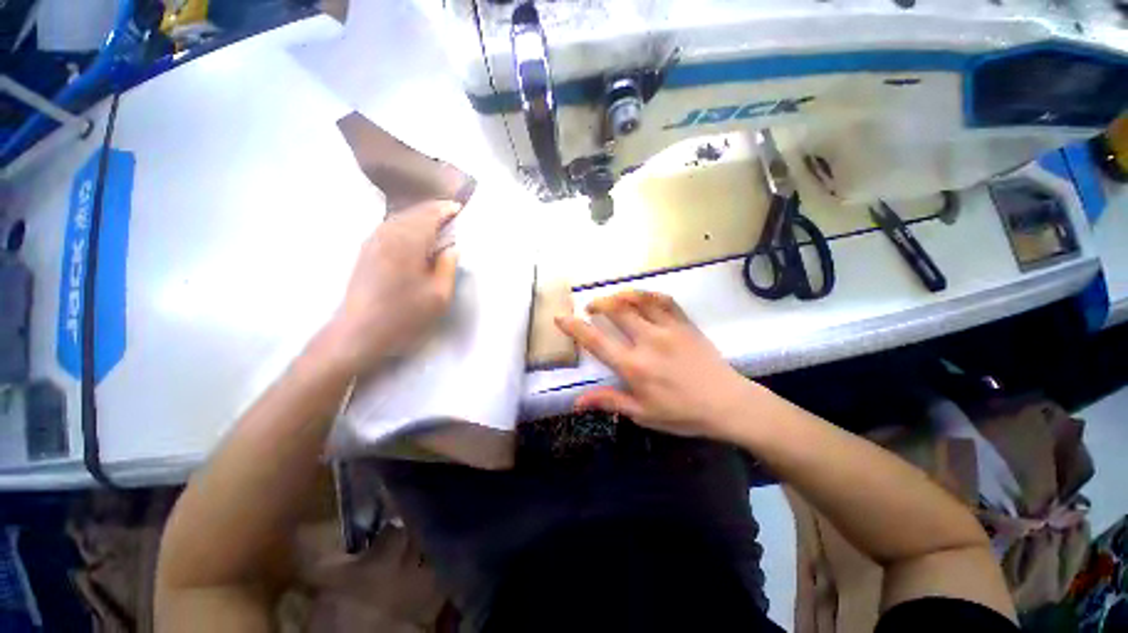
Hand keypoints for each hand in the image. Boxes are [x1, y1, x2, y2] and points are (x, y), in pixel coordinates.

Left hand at [319, 201, 460, 375]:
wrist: (358, 332)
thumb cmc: (403, 315)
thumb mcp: (438, 295)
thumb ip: (448, 266)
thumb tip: (452, 248)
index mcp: (407, 242)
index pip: (429, 214)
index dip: (446, 210)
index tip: (460, 209)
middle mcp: (387, 234)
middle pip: (414, 212)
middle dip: (433, 210)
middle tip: (451, 214)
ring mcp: (373, 241)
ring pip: (401, 218)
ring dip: (420, 217)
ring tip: (437, 223)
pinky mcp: (366, 251)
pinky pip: (391, 227)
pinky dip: (407, 225)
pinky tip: (415, 236)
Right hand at [555, 290, 762, 440]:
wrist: (728, 404)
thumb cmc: (682, 413)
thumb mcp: (642, 414)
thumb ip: (609, 402)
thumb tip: (576, 402)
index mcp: (634, 366)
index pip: (596, 341)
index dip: (574, 327)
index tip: (561, 317)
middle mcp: (648, 341)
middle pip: (616, 311)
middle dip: (597, 304)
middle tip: (590, 307)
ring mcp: (668, 329)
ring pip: (638, 300)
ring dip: (619, 295)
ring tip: (611, 300)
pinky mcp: (685, 324)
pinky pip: (664, 300)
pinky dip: (648, 294)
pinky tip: (641, 297)